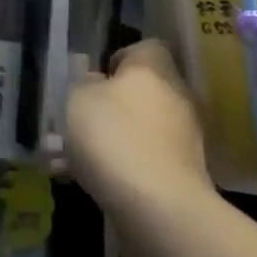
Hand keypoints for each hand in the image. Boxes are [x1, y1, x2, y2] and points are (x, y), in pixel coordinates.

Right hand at [65, 39, 212, 223]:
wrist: (159, 208)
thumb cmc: (114, 137)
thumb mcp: (79, 99)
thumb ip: (85, 84)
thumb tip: (98, 83)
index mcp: (154, 68)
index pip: (146, 47)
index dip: (120, 58)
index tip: (96, 78)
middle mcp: (176, 96)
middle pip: (143, 91)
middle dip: (112, 106)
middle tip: (79, 122)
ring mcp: (185, 138)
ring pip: (141, 129)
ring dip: (113, 140)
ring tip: (72, 161)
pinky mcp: (185, 175)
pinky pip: (146, 161)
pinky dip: (123, 169)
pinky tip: (90, 184)